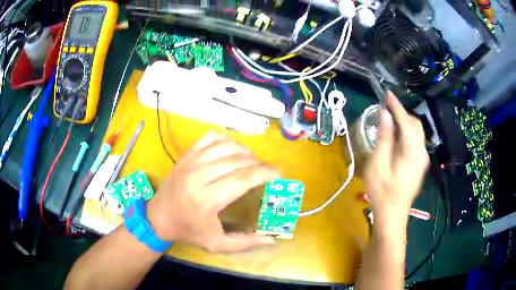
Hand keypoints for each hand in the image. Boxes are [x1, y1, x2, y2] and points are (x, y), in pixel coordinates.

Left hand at [146, 132, 277, 251]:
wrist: (158, 217)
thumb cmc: (188, 231)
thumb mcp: (216, 244)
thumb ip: (245, 243)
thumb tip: (272, 238)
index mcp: (206, 200)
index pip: (242, 179)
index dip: (264, 173)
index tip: (278, 173)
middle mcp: (198, 176)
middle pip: (237, 160)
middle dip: (259, 163)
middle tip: (268, 170)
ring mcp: (190, 162)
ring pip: (226, 146)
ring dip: (245, 151)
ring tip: (254, 161)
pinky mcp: (186, 155)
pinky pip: (210, 138)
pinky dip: (226, 140)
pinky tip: (233, 149)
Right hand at [365, 93, 428, 225]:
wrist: (393, 216)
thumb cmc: (382, 192)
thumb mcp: (378, 165)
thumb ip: (383, 138)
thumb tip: (385, 115)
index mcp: (411, 151)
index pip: (406, 121)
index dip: (396, 106)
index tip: (387, 94)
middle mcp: (421, 152)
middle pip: (415, 124)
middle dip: (402, 113)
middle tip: (386, 109)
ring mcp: (422, 159)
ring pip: (417, 132)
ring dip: (405, 123)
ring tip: (390, 121)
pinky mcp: (420, 165)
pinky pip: (416, 141)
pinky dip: (407, 133)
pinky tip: (397, 137)